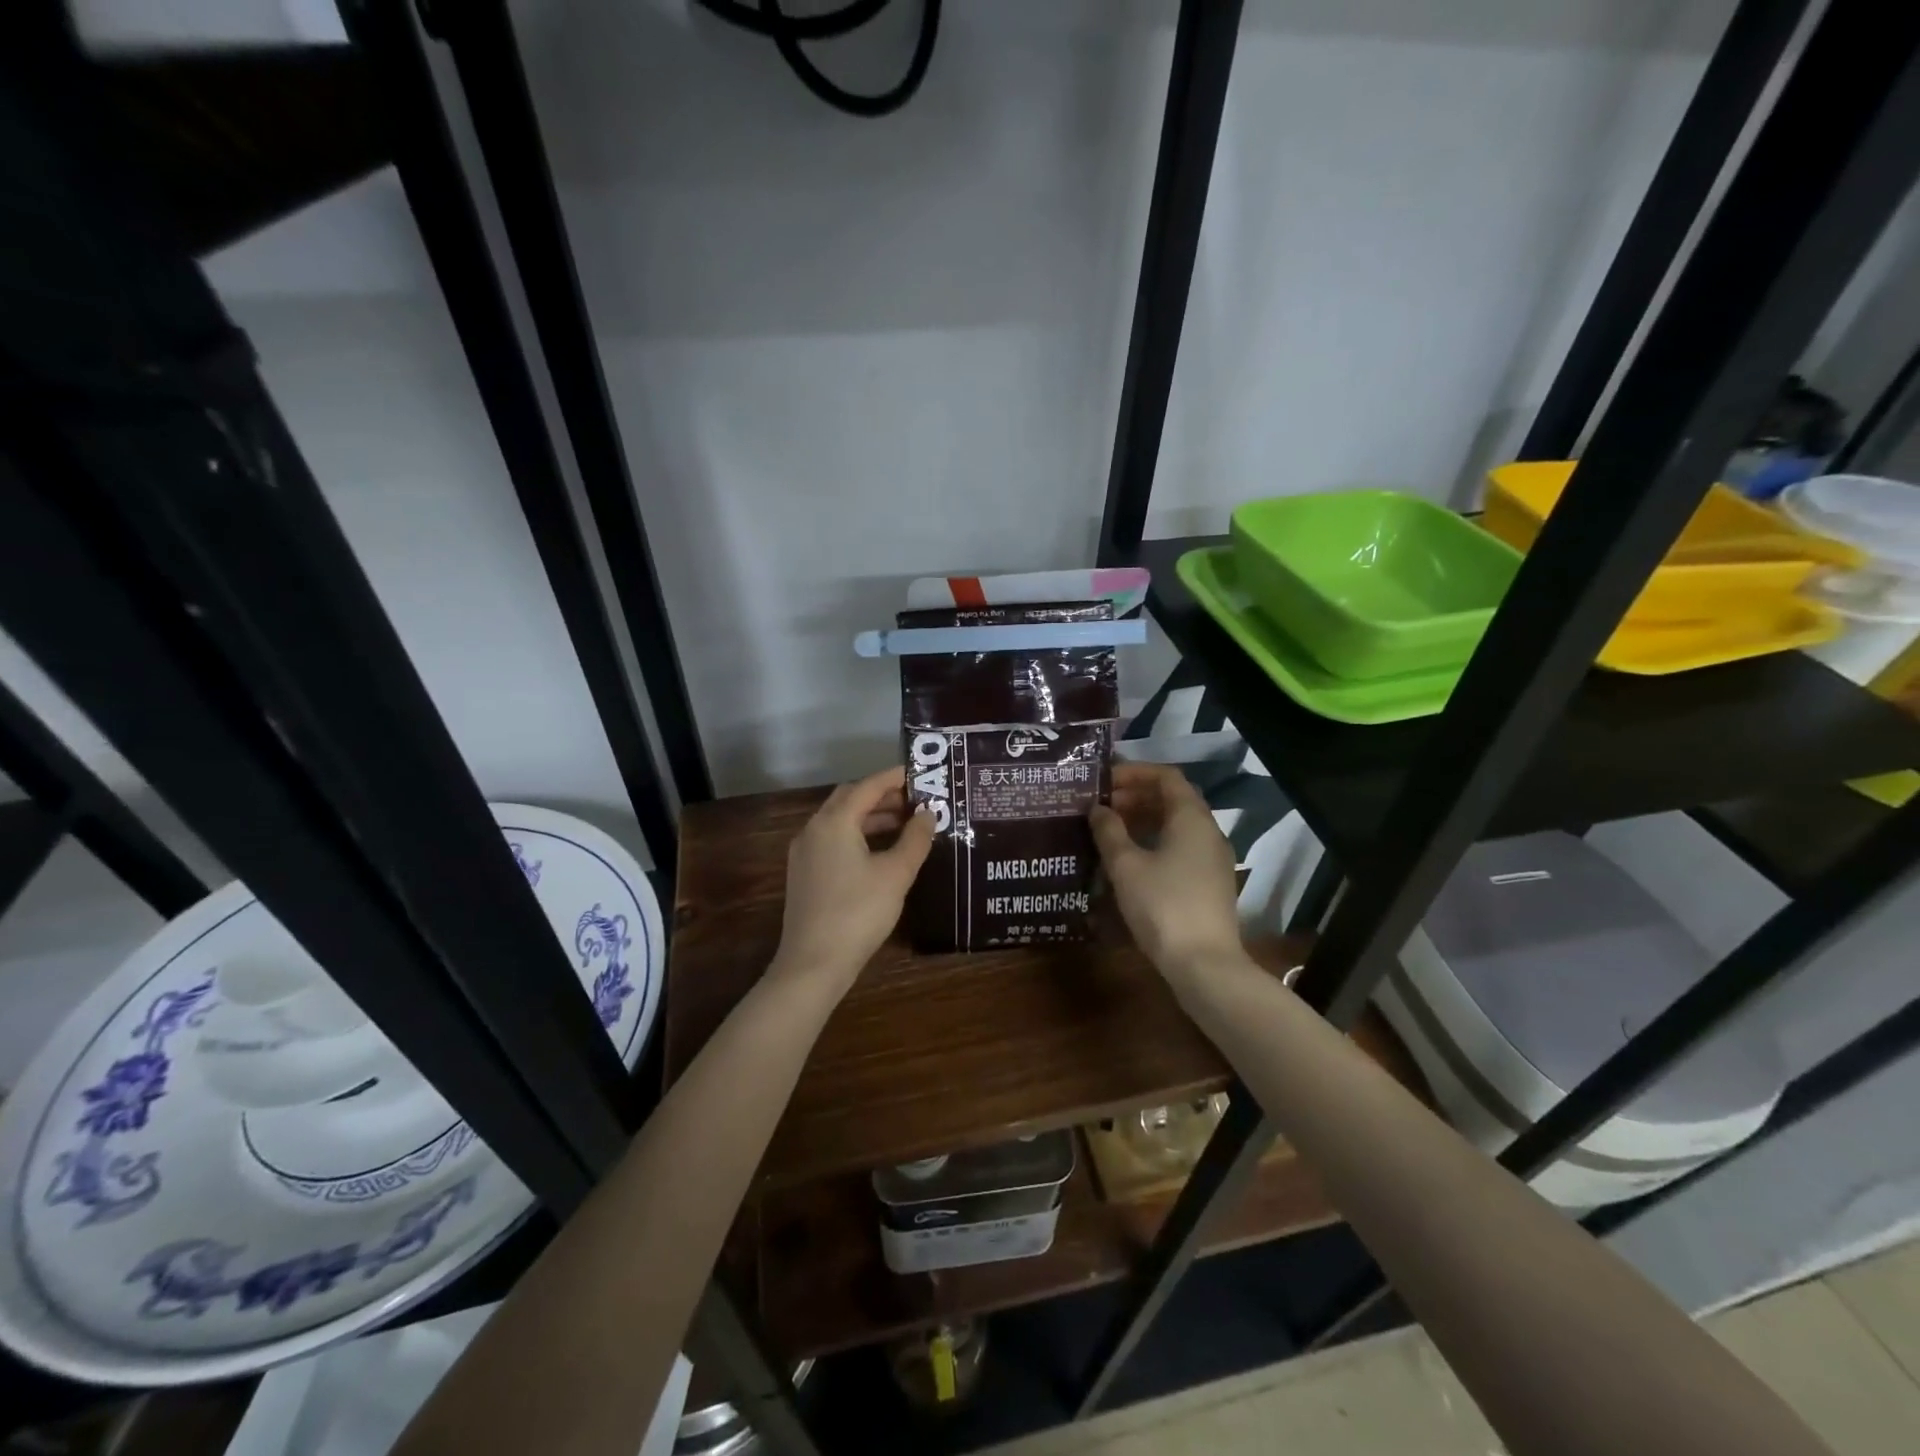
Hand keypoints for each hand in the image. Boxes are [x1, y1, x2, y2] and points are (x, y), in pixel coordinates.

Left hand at [773, 766, 935, 992]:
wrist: (813, 963)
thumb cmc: (859, 912)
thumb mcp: (896, 874)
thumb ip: (915, 839)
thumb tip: (928, 814)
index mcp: (834, 822)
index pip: (868, 786)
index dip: (895, 778)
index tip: (920, 773)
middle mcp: (814, 829)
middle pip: (850, 799)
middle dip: (882, 796)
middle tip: (915, 800)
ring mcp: (805, 852)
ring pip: (840, 821)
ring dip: (870, 817)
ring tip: (904, 825)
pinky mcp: (804, 873)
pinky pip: (833, 840)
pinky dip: (857, 835)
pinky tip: (880, 852)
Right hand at [1091, 761, 1244, 978]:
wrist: (1204, 965)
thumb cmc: (1162, 906)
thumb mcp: (1126, 866)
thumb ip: (1109, 831)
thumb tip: (1098, 809)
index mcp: (1191, 818)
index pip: (1167, 776)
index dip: (1135, 772)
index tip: (1104, 781)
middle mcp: (1208, 832)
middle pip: (1172, 800)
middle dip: (1135, 797)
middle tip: (1101, 806)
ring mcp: (1212, 859)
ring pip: (1176, 826)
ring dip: (1143, 821)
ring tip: (1109, 831)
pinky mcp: (1209, 884)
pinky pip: (1180, 848)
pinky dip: (1154, 843)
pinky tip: (1129, 861)